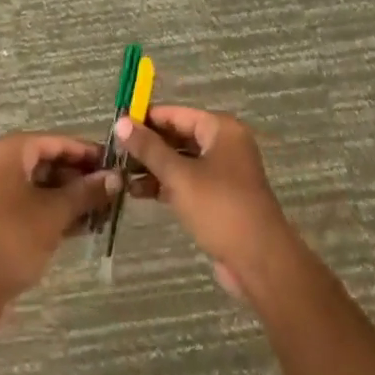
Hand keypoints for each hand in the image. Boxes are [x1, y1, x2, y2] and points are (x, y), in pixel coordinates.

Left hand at [0, 134, 120, 321]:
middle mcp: (3, 165)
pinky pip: (35, 204)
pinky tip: (85, 226)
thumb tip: (116, 177)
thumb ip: (86, 192)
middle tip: (113, 190)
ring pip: (44, 186)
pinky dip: (58, 211)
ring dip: (73, 197)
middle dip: (81, 177)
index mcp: (10, 153)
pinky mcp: (2, 218)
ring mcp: (0, 193)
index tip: (116, 163)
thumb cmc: (12, 240)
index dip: (87, 152)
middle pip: (50, 162)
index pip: (56, 142)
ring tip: (105, 210)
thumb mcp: (54, 213)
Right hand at [117, 107, 294, 298]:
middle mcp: (224, 144)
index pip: (176, 114)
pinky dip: (166, 184)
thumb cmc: (220, 208)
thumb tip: (121, 122)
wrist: (259, 261)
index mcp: (221, 129)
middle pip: (179, 136)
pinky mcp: (219, 197)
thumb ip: (149, 149)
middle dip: (148, 145)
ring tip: (121, 175)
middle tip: (115, 153)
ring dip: (154, 167)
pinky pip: (187, 181)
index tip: (117, 126)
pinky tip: (139, 192)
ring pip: (181, 161)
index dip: (146, 118)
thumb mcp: (179, 176)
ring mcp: (223, 172)